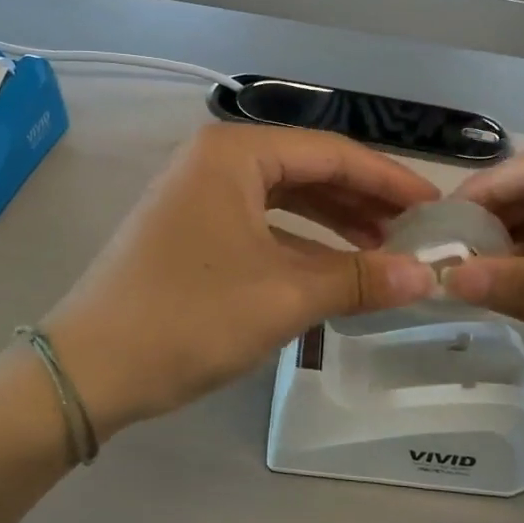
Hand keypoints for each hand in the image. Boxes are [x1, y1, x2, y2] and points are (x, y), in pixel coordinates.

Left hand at [43, 125, 440, 437]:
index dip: (389, 181)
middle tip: (416, 233)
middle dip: (365, 202)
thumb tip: (427, 276)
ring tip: (385, 251)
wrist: (88, 369)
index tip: (435, 207)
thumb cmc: (188, 318)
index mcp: (235, 153)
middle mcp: (215, 159)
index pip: (332, 154)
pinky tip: (334, 267)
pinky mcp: (190, 227)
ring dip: (335, 223)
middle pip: (309, 171)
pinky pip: (261, 222)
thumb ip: (359, 279)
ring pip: (285, 198)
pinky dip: (300, 242)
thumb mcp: (283, 297)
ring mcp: (198, 193)